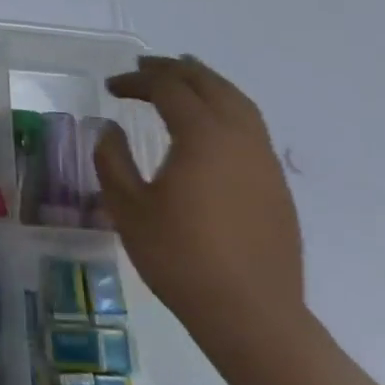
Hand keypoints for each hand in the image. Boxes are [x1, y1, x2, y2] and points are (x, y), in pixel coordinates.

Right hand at [95, 55, 305, 366]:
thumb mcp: (129, 208)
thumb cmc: (182, 259)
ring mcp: (264, 162)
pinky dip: (226, 108)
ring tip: (184, 78)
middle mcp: (239, 138)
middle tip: (144, 67)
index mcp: (203, 136)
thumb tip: (109, 129)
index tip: (111, 87)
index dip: (136, 82)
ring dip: (207, 84)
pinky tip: (211, 126)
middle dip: (174, 70)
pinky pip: (251, 127)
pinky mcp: (276, 186)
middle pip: (209, 85)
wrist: (253, 317)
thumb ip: (112, 159)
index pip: (168, 89)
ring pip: (238, 102)